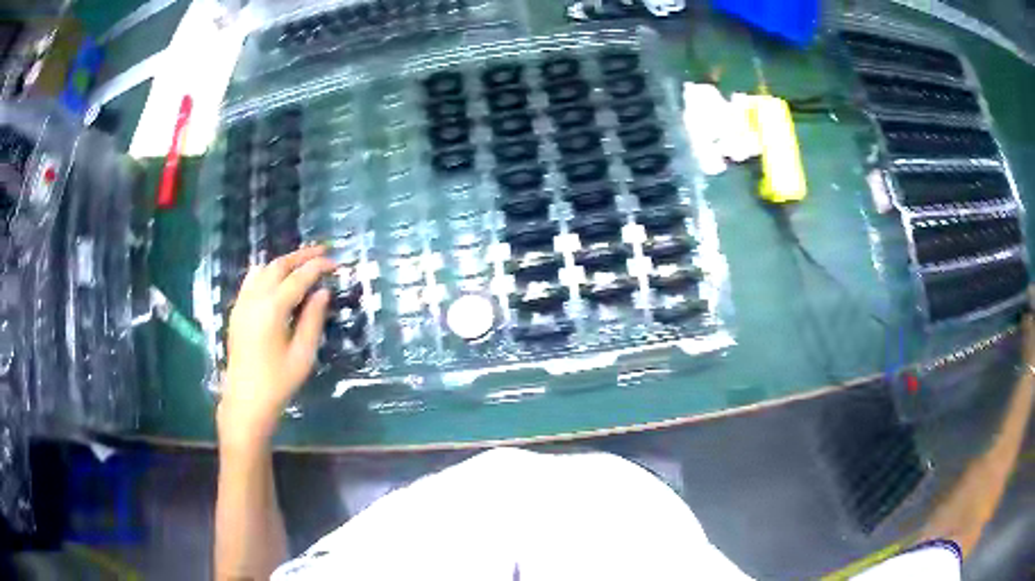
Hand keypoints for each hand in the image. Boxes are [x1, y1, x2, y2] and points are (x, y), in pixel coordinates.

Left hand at [217, 246, 335, 447]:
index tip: (336, 262)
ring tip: (301, 264)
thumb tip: (322, 292)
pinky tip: (277, 280)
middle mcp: (254, 299)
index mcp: (272, 309)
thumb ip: (313, 319)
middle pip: (278, 265)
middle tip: (322, 252)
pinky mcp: (237, 311)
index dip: (318, 267)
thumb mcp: (303, 354)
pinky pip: (251, 280)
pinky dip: (267, 272)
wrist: (245, 401)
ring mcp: (242, 303)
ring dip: (283, 262)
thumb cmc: (278, 382)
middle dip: (301, 256)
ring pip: (262, 269)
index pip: (299, 277)